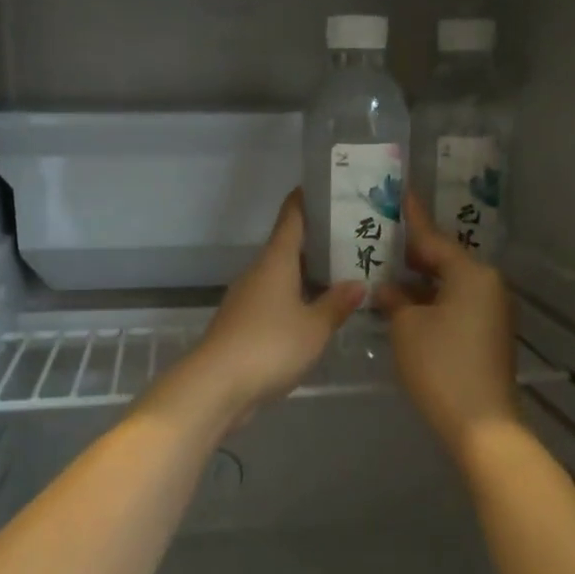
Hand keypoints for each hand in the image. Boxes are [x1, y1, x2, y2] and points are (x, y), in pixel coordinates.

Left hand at [171, 190, 363, 425]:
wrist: (217, 385)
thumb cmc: (269, 345)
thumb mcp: (314, 327)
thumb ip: (336, 305)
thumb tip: (357, 283)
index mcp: (275, 261)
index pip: (291, 218)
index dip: (307, 200)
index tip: (326, 187)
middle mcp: (259, 273)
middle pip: (288, 247)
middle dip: (318, 241)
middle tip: (353, 238)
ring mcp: (247, 299)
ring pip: (282, 276)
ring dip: (308, 274)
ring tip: (342, 275)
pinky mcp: (243, 325)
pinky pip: (275, 302)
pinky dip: (296, 300)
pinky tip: (316, 313)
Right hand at [375, 191, 518, 457]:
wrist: (480, 424)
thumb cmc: (440, 365)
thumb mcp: (406, 327)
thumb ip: (395, 300)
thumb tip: (390, 290)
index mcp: (471, 274)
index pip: (433, 238)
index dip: (412, 217)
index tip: (399, 193)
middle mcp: (487, 285)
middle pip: (444, 260)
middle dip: (412, 253)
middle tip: (380, 237)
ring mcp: (491, 311)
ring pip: (449, 284)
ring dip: (420, 281)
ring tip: (385, 271)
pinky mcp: (488, 334)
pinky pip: (455, 304)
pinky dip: (431, 301)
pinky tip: (405, 304)